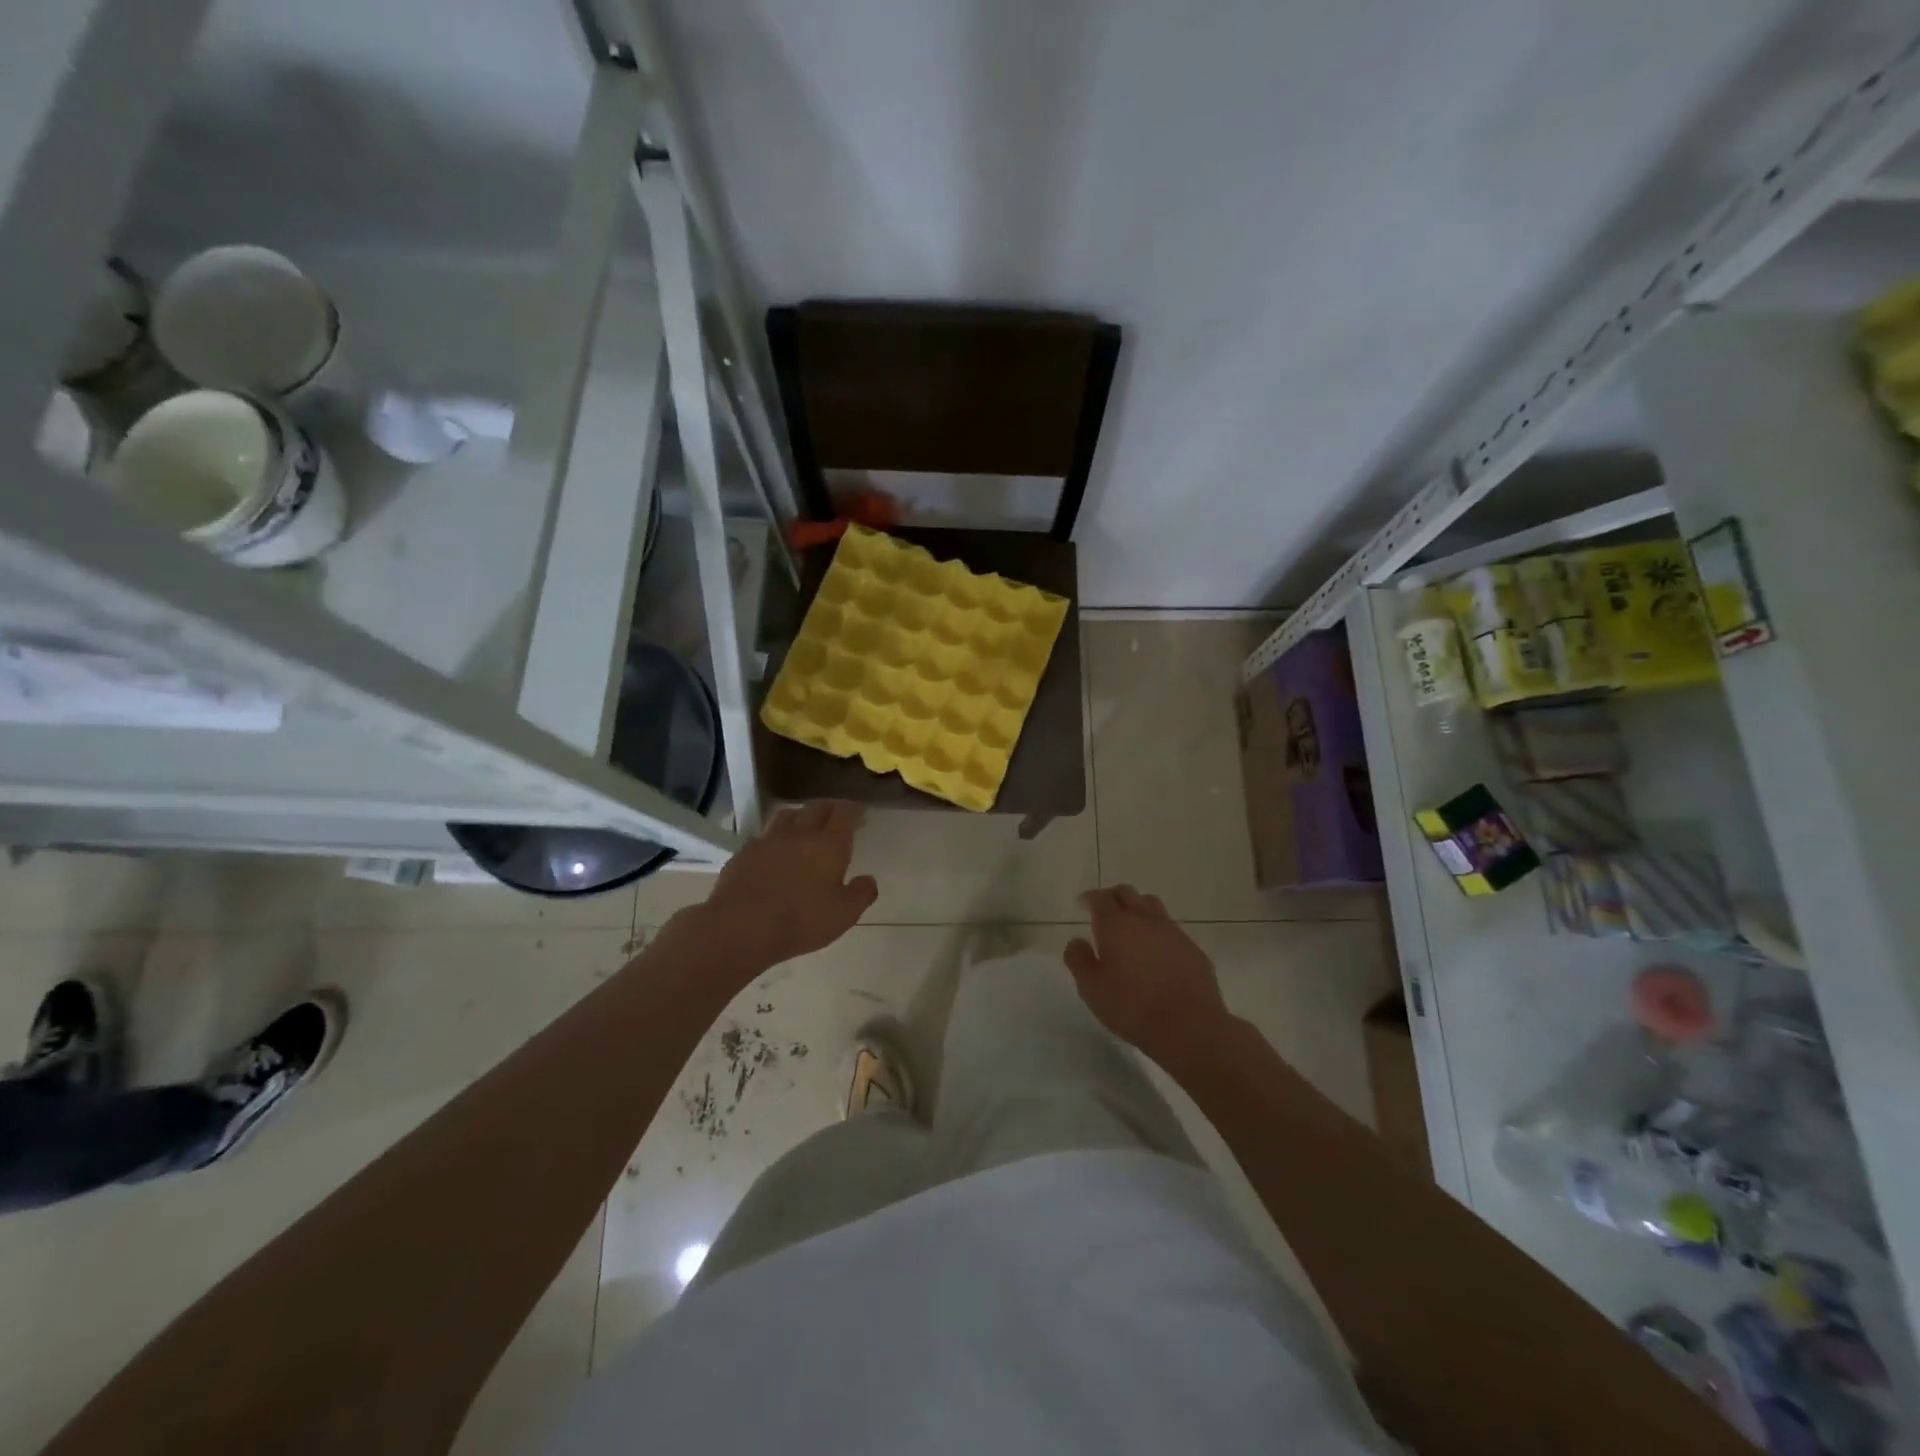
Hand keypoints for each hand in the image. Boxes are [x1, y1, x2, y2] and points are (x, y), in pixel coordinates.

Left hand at [691, 802, 877, 970]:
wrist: (740, 927)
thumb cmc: (800, 921)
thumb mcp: (843, 915)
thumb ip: (861, 894)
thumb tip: (869, 880)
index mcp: (828, 845)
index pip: (844, 813)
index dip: (854, 810)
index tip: (860, 814)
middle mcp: (799, 834)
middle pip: (816, 807)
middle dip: (829, 808)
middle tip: (835, 817)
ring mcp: (768, 840)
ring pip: (787, 815)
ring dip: (800, 816)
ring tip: (804, 826)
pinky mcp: (744, 852)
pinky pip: (763, 836)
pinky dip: (774, 838)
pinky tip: (773, 852)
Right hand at [1065, 885, 1232, 1072]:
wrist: (1190, 1027)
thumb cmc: (1132, 1007)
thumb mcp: (1092, 989)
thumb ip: (1078, 960)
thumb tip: (1076, 941)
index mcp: (1116, 924)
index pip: (1100, 898)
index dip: (1089, 898)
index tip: (1083, 903)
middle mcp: (1145, 919)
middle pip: (1128, 893)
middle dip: (1113, 897)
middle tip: (1105, 910)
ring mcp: (1173, 932)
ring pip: (1152, 906)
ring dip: (1138, 909)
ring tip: (1131, 927)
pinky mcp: (1193, 949)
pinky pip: (1171, 929)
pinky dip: (1158, 932)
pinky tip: (1156, 953)